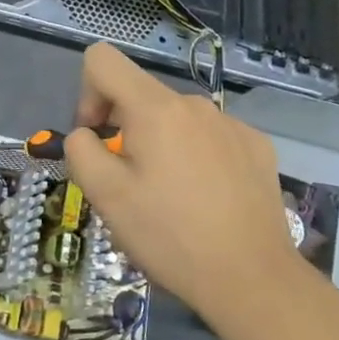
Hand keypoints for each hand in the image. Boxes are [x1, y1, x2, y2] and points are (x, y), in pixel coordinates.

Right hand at [62, 43, 318, 321]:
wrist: (253, 279)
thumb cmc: (170, 236)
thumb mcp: (105, 196)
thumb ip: (81, 150)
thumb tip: (87, 135)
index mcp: (155, 108)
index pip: (103, 60)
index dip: (87, 94)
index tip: (98, 139)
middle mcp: (195, 104)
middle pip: (140, 95)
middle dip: (124, 129)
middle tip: (130, 183)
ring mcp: (232, 124)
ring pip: (175, 119)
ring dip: (160, 145)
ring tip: (170, 197)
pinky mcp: (258, 147)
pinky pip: (209, 137)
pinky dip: (195, 157)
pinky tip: (206, 200)